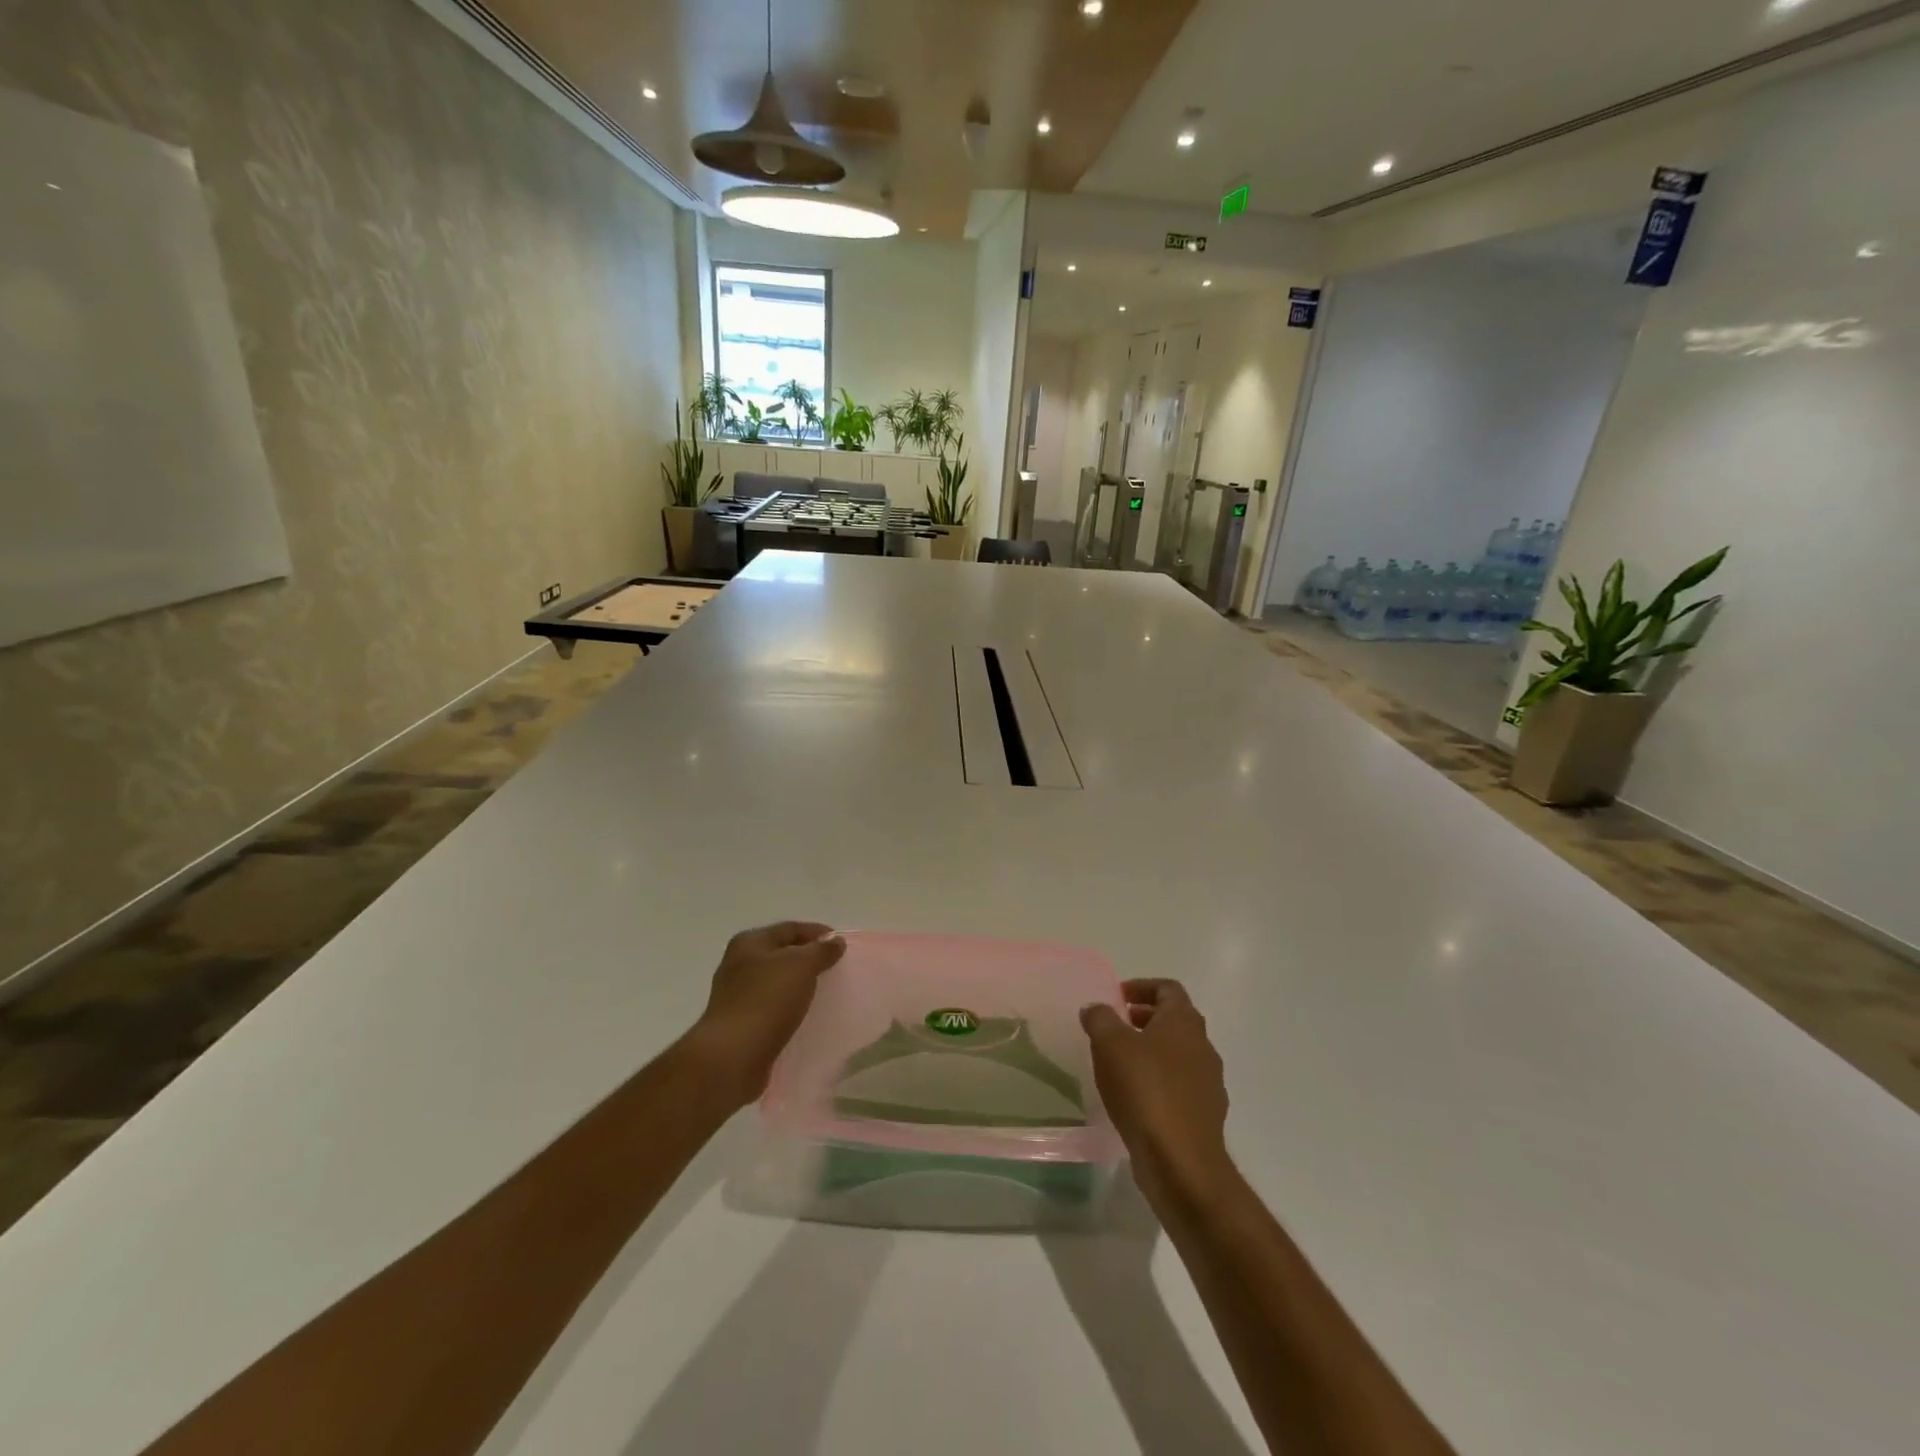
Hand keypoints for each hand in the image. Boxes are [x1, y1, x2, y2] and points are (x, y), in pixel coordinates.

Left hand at [684, 922, 845, 1106]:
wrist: (732, 1057)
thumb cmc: (766, 1001)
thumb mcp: (801, 966)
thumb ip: (821, 951)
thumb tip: (835, 941)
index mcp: (750, 943)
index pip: (790, 928)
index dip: (818, 933)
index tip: (842, 945)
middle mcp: (739, 964)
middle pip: (781, 954)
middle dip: (809, 959)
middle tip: (836, 968)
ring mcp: (737, 995)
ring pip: (777, 982)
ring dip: (799, 985)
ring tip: (825, 992)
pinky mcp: (741, 1024)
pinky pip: (773, 1008)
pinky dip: (790, 1008)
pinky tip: (805, 1016)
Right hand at [1081, 979, 1231, 1208]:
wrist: (1181, 1162)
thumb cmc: (1145, 1090)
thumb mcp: (1110, 1044)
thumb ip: (1100, 1018)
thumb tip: (1096, 1008)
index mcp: (1184, 1022)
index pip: (1168, 988)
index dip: (1142, 986)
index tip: (1117, 997)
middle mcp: (1203, 1046)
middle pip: (1174, 1020)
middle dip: (1143, 1019)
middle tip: (1113, 1027)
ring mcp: (1208, 1082)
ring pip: (1177, 1054)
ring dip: (1150, 1052)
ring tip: (1118, 1064)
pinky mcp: (1204, 1115)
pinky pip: (1179, 1086)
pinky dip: (1157, 1082)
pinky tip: (1134, 1098)